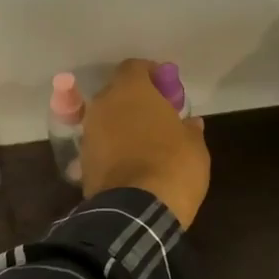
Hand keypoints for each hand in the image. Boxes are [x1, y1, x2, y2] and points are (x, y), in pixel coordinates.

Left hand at [81, 60, 211, 227]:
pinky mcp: (83, 163)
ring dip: (123, 126)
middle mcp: (103, 106)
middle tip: (158, 117)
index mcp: (130, 91)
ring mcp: (89, 134)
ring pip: (106, 120)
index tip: (167, 90)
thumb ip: (189, 129)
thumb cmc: (173, 166)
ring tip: (145, 143)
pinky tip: (132, 164)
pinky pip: (101, 146)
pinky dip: (114, 150)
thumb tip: (189, 124)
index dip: (151, 75)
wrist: (137, 211)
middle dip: (135, 102)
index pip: (135, 67)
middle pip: (118, 93)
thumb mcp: (195, 146)